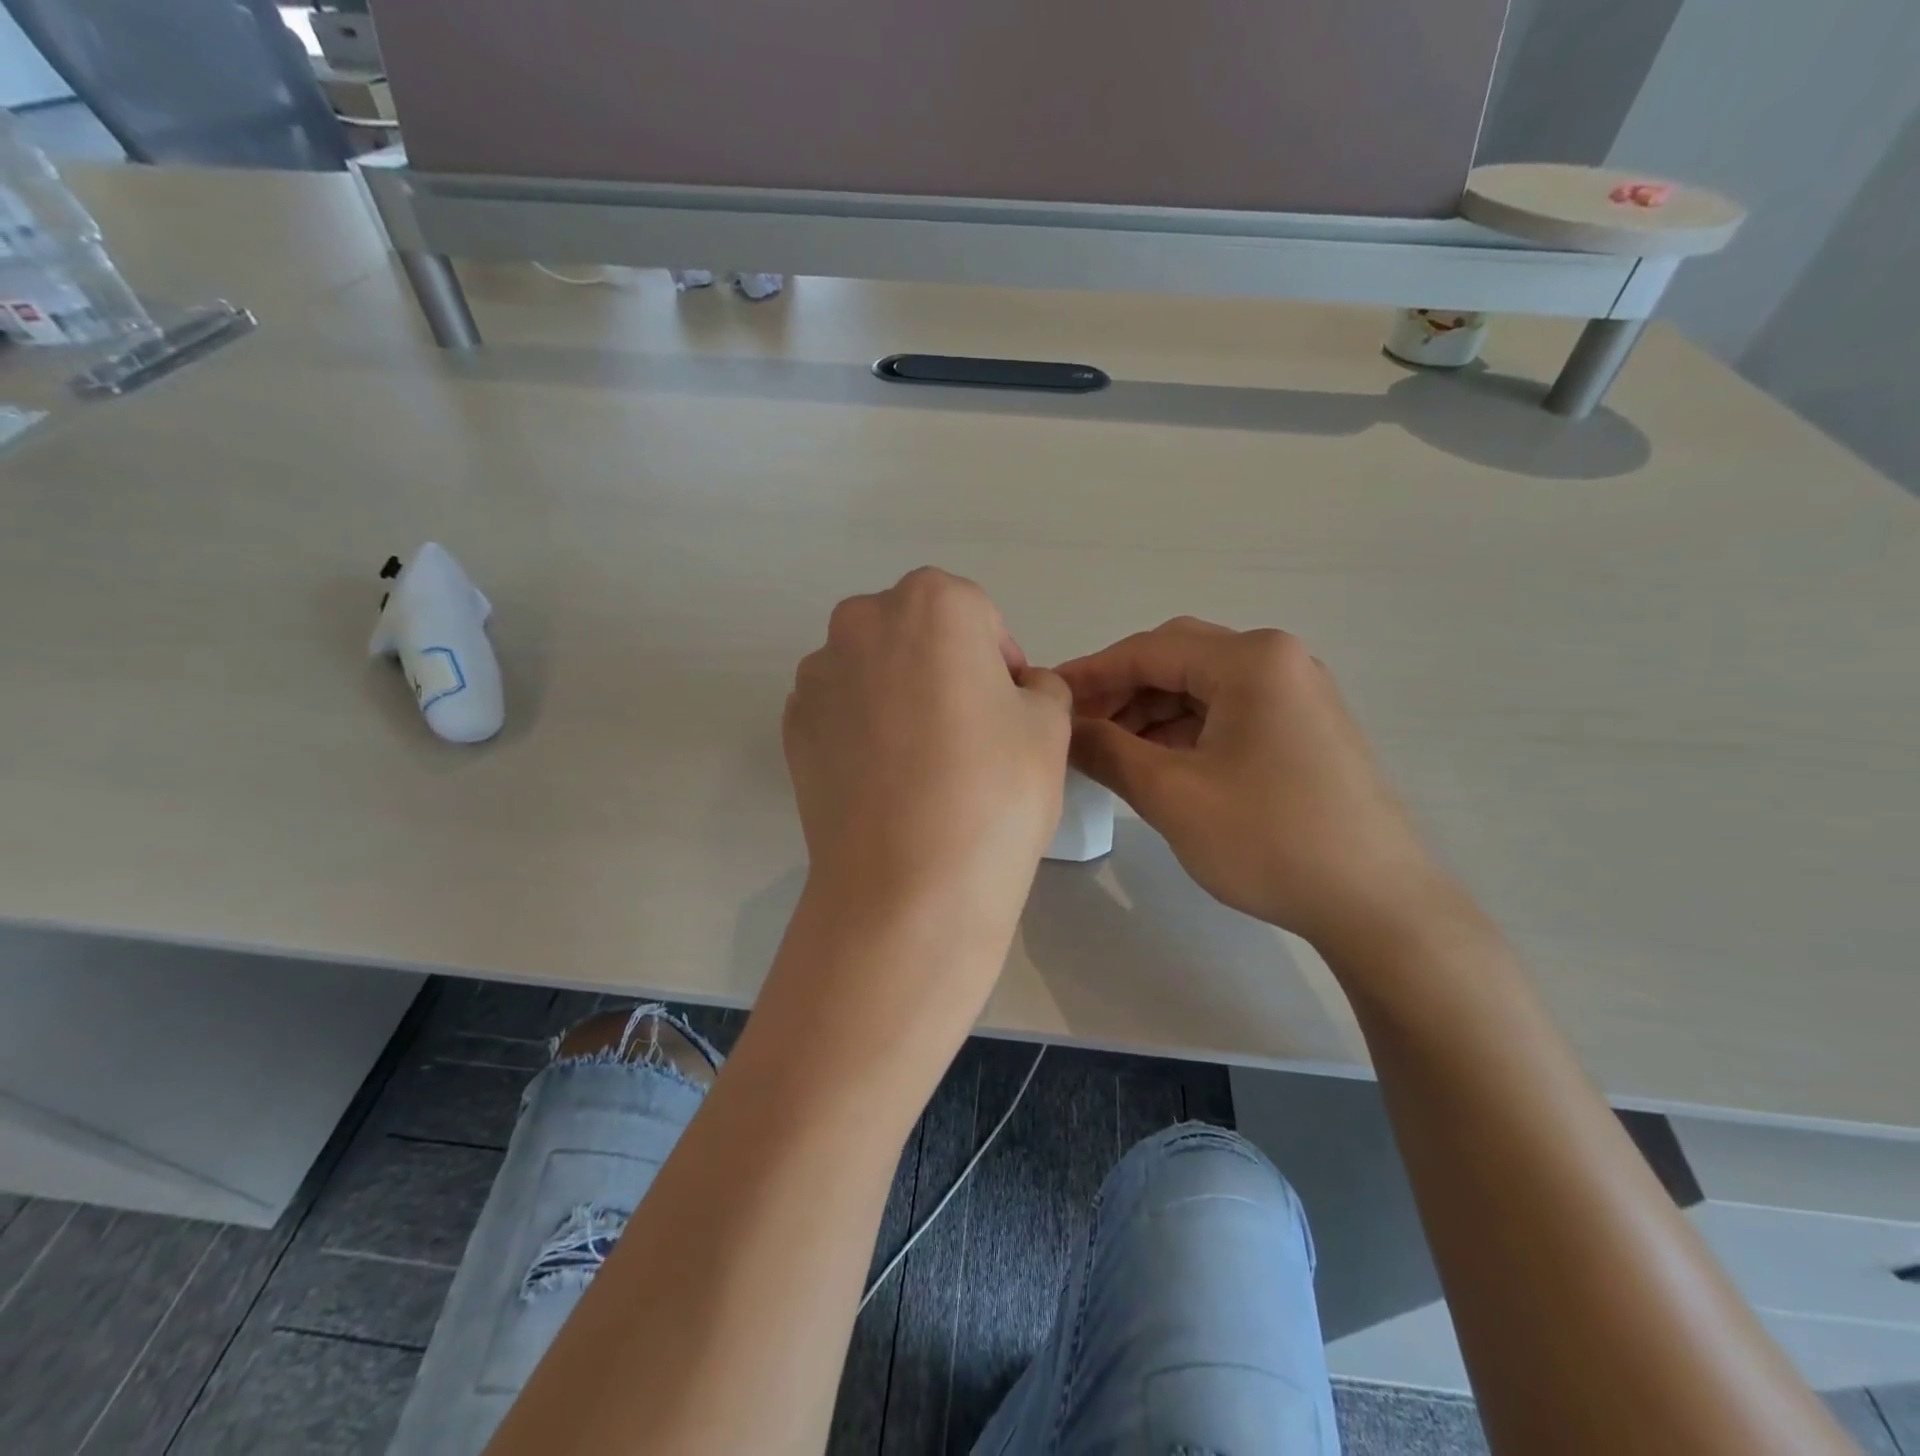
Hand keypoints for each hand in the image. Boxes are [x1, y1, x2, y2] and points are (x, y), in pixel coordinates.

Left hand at [784, 568, 1071, 946]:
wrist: (907, 886)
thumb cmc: (993, 791)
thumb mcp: (1050, 727)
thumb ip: (1041, 688)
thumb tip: (1019, 690)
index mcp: (932, 603)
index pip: (978, 615)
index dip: (999, 661)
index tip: (1008, 711)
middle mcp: (862, 622)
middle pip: (917, 632)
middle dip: (945, 667)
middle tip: (968, 732)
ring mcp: (817, 675)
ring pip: (873, 669)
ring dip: (898, 694)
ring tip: (921, 762)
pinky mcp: (792, 726)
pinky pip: (841, 710)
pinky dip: (862, 729)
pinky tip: (884, 780)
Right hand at [1058, 618, 1454, 952]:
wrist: (1377, 904)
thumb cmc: (1268, 840)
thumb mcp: (1171, 794)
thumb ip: (1106, 750)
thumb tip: (1062, 728)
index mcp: (1251, 660)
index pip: (1148, 650)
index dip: (1090, 673)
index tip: (1047, 697)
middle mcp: (1278, 661)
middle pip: (1177, 659)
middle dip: (1120, 690)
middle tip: (1077, 727)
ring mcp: (1297, 693)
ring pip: (1202, 687)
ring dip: (1150, 711)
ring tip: (1109, 750)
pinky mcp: (1304, 727)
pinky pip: (1228, 711)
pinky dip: (1185, 729)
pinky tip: (1156, 761)